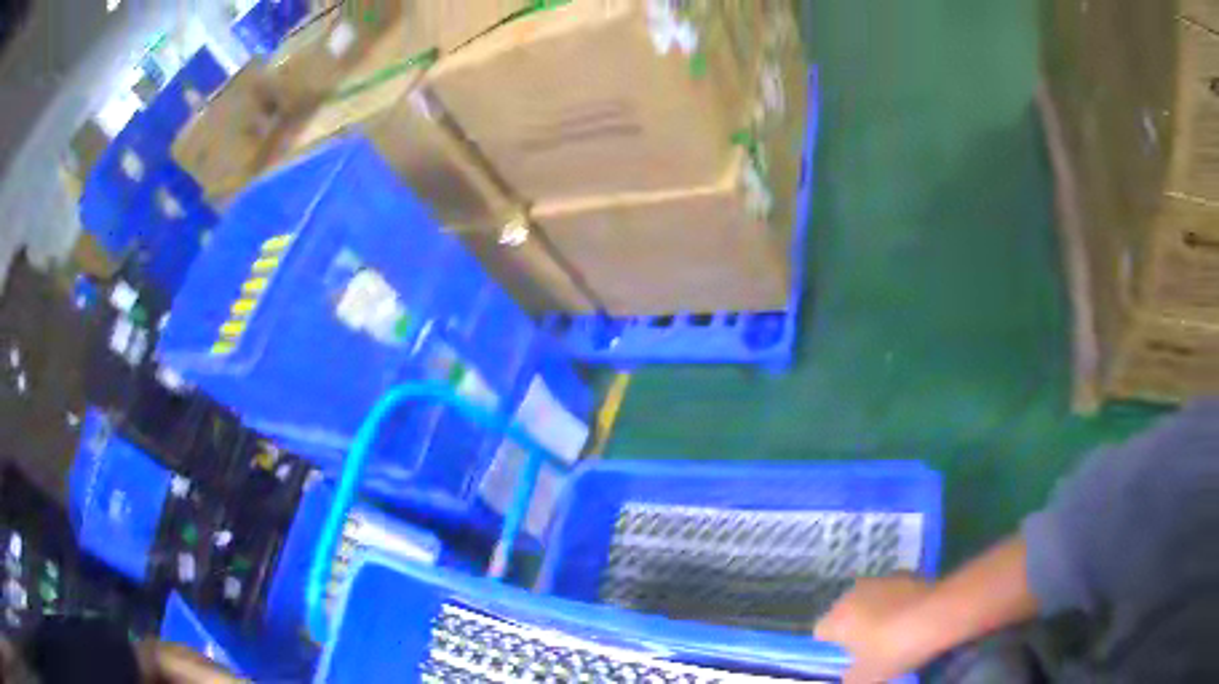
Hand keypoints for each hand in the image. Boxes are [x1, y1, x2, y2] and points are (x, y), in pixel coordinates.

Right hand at [814, 575, 934, 683]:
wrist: (939, 614)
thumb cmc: (895, 648)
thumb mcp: (867, 677)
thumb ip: (849, 677)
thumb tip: (849, 674)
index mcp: (836, 618)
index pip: (820, 632)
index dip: (832, 647)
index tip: (848, 659)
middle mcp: (852, 593)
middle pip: (844, 613)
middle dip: (854, 628)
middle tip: (871, 648)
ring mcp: (880, 579)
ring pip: (869, 600)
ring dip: (874, 613)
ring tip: (895, 632)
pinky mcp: (905, 573)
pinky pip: (892, 592)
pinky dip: (896, 603)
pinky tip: (912, 617)